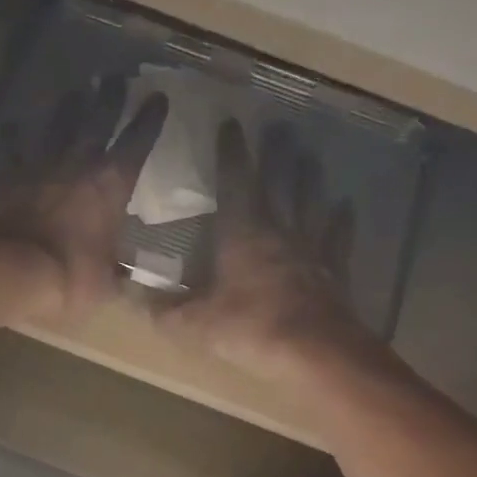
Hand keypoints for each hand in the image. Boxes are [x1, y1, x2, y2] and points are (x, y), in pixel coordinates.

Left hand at [0, 77, 167, 325]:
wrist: (10, 270)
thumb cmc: (69, 277)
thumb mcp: (106, 286)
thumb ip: (120, 277)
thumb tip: (131, 280)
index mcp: (111, 186)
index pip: (137, 144)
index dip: (149, 120)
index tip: (158, 97)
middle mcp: (77, 164)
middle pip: (96, 121)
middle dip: (108, 98)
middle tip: (113, 77)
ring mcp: (37, 166)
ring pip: (54, 127)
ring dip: (66, 108)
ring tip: (74, 91)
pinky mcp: (4, 176)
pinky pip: (9, 149)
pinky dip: (12, 137)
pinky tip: (10, 126)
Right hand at [155, 119, 376, 379]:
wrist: (315, 352)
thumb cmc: (250, 328)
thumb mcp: (194, 323)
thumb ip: (162, 309)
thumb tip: (131, 295)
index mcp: (243, 234)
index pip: (235, 182)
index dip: (231, 153)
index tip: (230, 124)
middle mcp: (280, 231)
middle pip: (279, 183)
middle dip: (276, 155)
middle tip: (280, 127)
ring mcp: (312, 250)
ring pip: (311, 203)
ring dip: (309, 179)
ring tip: (310, 157)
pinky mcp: (334, 272)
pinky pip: (338, 239)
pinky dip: (342, 222)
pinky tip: (346, 208)